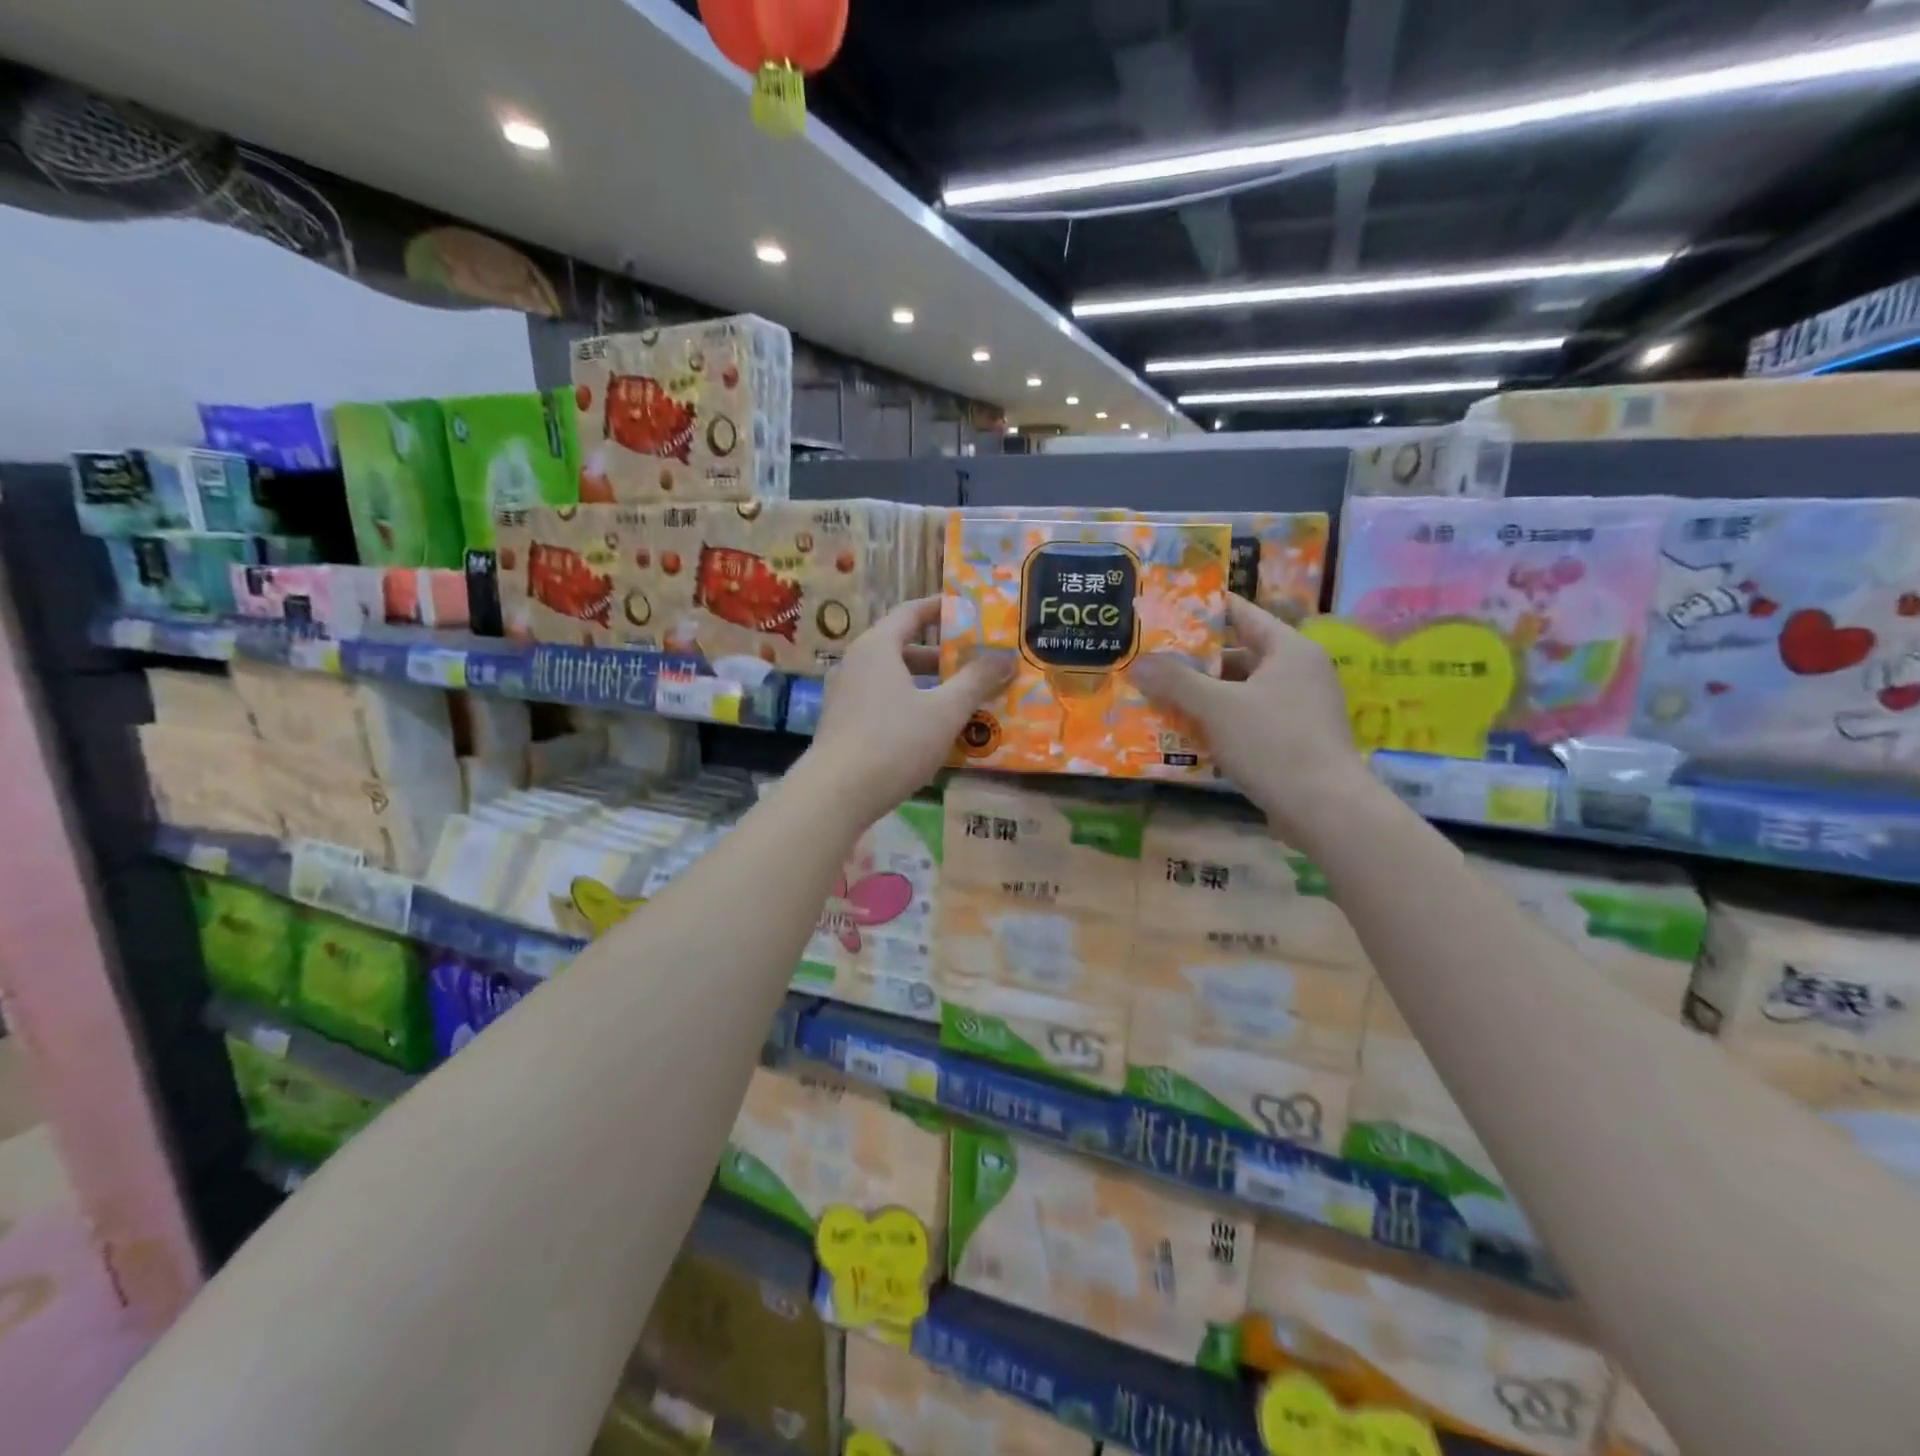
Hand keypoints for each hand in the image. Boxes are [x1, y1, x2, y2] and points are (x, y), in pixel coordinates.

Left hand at [800, 597, 1013, 828]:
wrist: (836, 794)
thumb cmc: (894, 742)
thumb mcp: (945, 711)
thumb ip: (976, 681)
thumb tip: (1006, 656)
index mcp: (877, 647)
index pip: (911, 612)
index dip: (942, 608)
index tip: (970, 611)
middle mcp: (856, 663)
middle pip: (904, 647)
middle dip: (942, 655)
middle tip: (976, 663)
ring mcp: (846, 695)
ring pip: (894, 678)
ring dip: (928, 685)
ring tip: (963, 699)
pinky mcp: (843, 724)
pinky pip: (883, 702)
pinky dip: (910, 705)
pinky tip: (933, 730)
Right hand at [1130, 597, 1368, 841]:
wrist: (1325, 810)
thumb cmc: (1273, 744)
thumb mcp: (1217, 707)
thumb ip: (1176, 681)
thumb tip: (1137, 662)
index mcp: (1289, 650)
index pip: (1242, 614)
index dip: (1203, 610)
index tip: (1165, 610)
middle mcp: (1298, 672)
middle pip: (1238, 655)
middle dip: (1193, 662)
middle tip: (1151, 662)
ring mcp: (1299, 708)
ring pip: (1240, 692)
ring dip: (1202, 697)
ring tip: (1158, 699)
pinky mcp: (1293, 741)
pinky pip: (1247, 720)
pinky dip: (1218, 723)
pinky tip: (1185, 735)